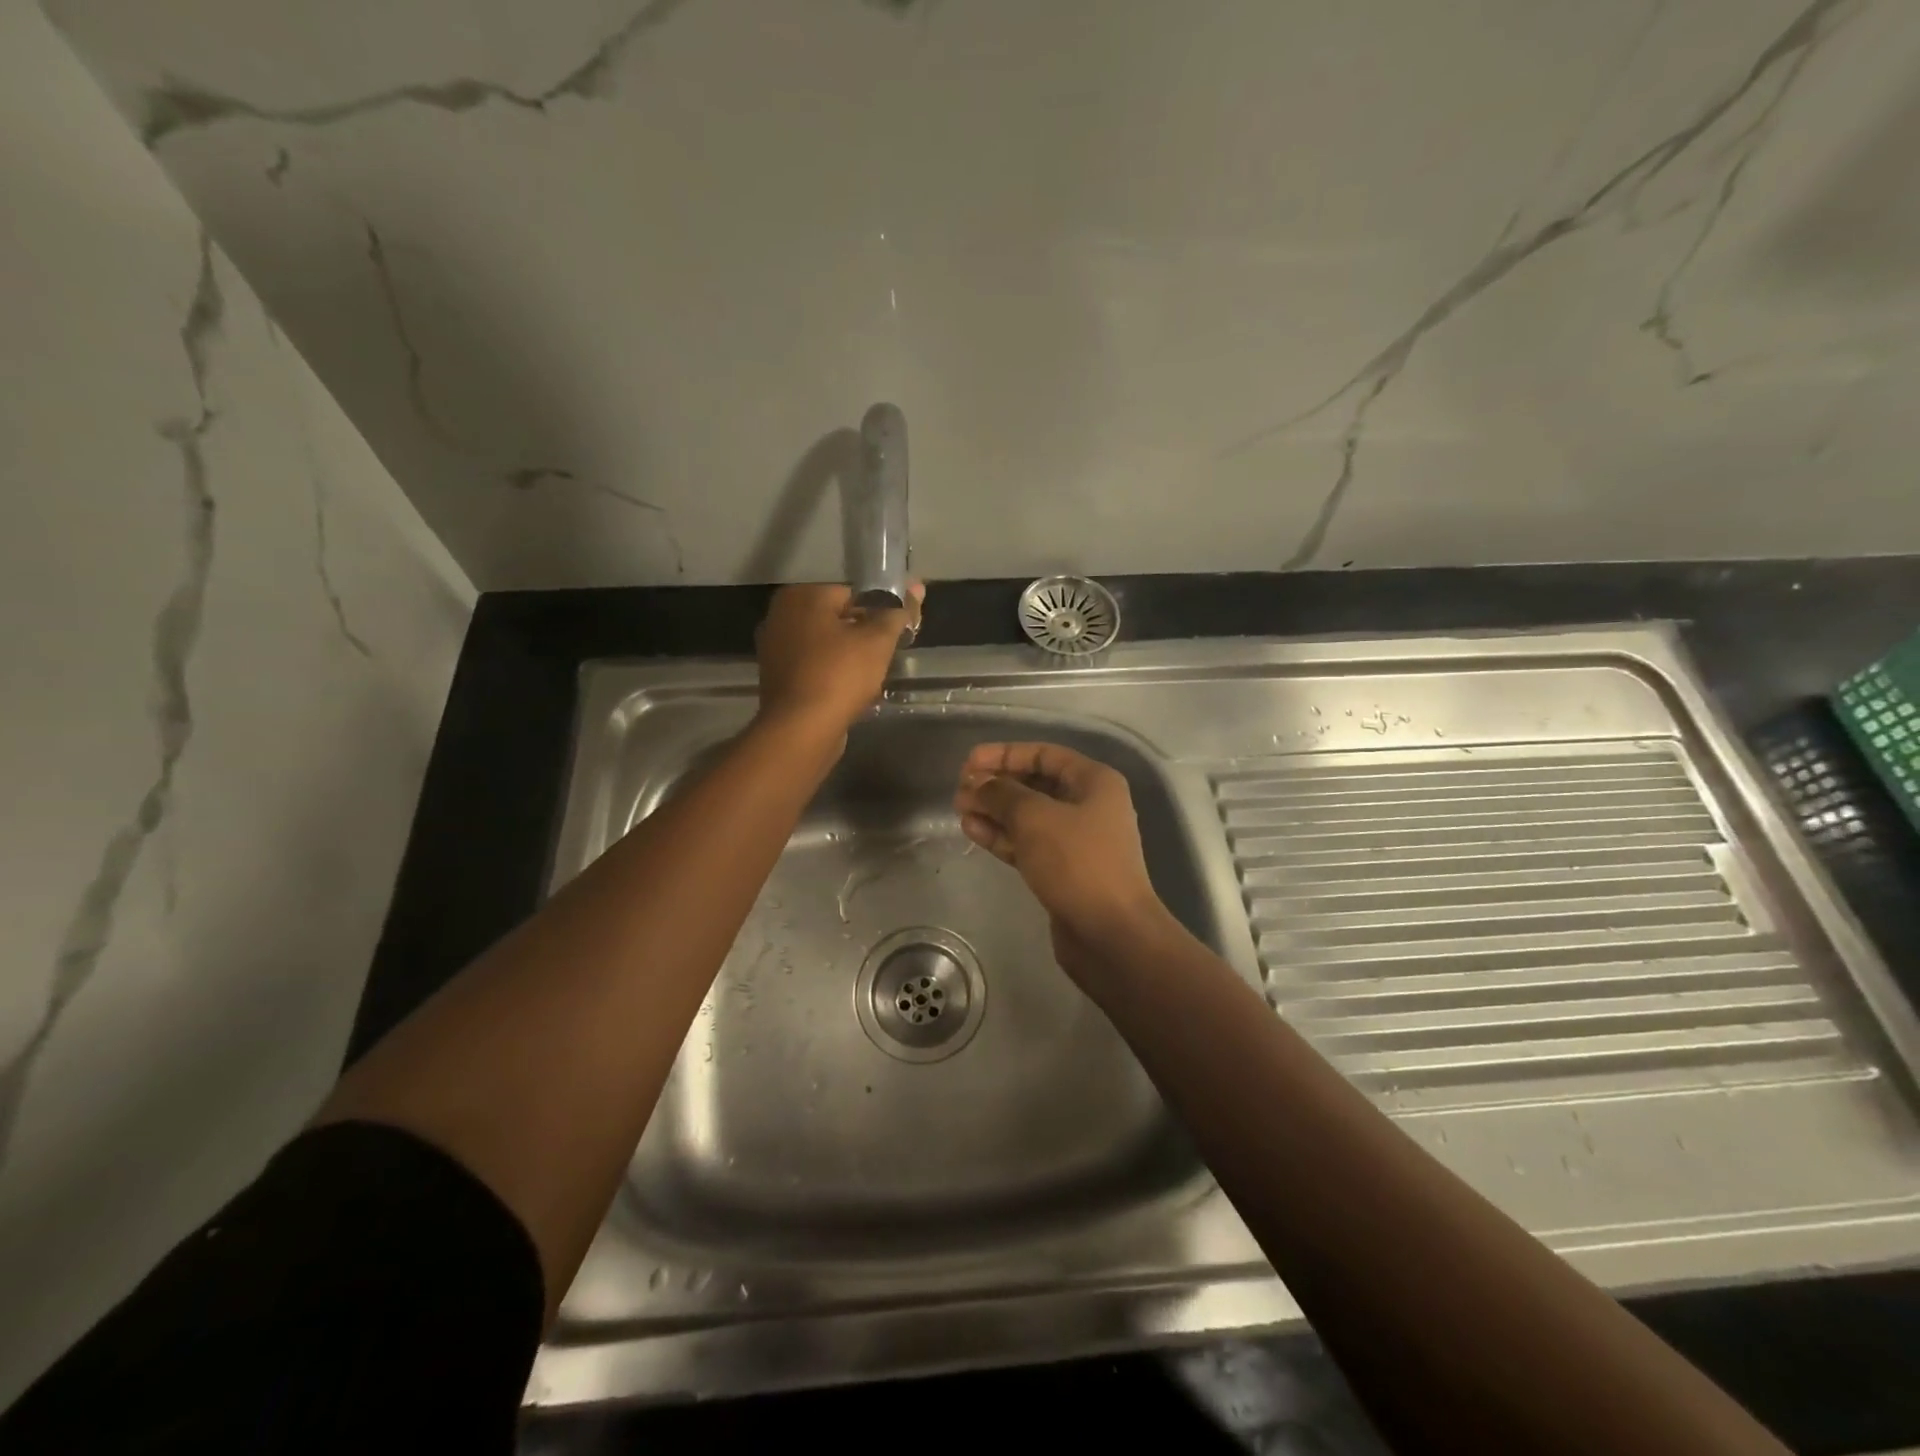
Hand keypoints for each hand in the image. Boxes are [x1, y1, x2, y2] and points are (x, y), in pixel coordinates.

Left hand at [755, 583, 922, 744]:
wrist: (801, 730)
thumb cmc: (840, 675)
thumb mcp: (878, 641)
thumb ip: (897, 612)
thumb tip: (916, 586)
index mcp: (802, 596)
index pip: (852, 594)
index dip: (879, 613)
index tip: (895, 635)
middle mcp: (780, 616)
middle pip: (836, 620)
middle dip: (862, 637)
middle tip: (884, 658)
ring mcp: (773, 649)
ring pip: (825, 646)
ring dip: (848, 659)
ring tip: (869, 679)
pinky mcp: (775, 679)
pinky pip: (813, 668)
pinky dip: (831, 676)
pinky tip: (848, 693)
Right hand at [953, 741, 1174, 983]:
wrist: (1110, 933)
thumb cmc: (1077, 862)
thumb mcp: (1034, 818)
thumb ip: (1002, 794)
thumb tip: (978, 784)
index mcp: (1094, 782)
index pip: (1044, 754)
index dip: (1004, 754)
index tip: (969, 762)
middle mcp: (1089, 806)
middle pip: (1035, 785)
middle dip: (996, 785)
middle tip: (960, 789)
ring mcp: (1077, 841)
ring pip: (1028, 817)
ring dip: (994, 811)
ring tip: (959, 809)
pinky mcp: (1063, 871)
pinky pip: (1028, 844)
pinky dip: (1002, 836)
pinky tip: (972, 830)